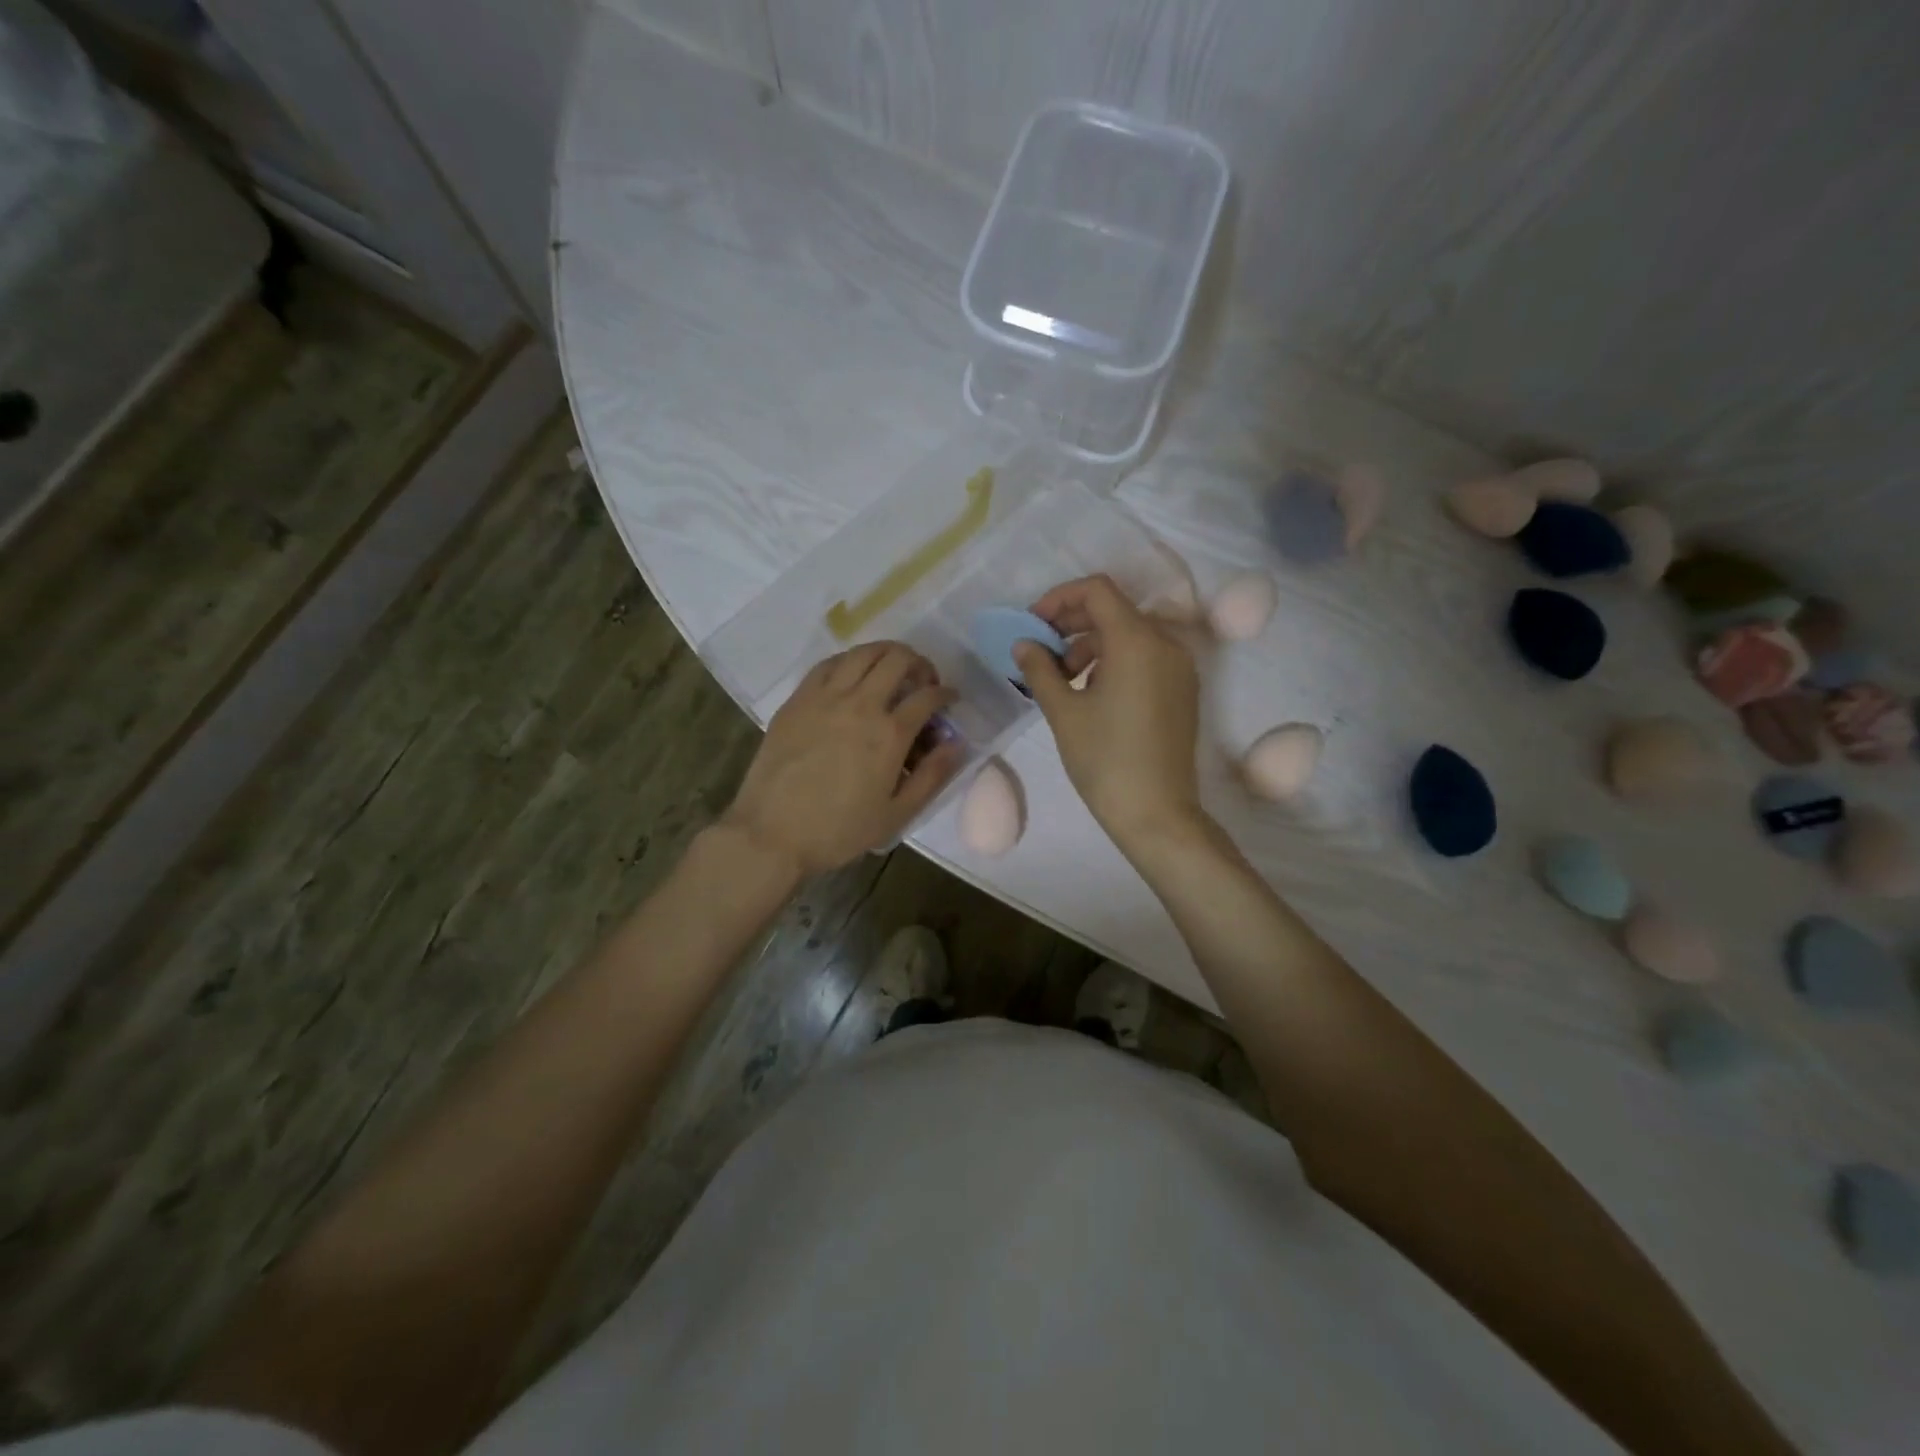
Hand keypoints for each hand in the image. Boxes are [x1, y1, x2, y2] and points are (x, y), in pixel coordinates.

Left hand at [722, 642, 961, 876]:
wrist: (772, 834)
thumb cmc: (839, 831)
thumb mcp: (896, 814)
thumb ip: (932, 776)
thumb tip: (958, 743)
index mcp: (889, 734)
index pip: (927, 696)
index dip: (946, 694)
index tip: (950, 699)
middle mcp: (860, 704)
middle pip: (897, 660)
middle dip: (919, 664)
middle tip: (922, 681)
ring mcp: (824, 697)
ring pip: (862, 653)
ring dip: (886, 654)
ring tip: (892, 668)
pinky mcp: (797, 700)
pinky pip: (828, 664)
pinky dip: (849, 661)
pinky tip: (852, 674)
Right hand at [1016, 574, 1203, 848]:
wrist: (1157, 813)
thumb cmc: (1105, 761)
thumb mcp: (1063, 712)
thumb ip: (1040, 669)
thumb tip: (1024, 644)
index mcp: (1137, 641)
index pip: (1097, 591)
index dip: (1059, 598)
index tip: (1033, 626)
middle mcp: (1166, 643)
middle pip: (1114, 609)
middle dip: (1072, 622)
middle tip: (1041, 651)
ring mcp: (1180, 666)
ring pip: (1130, 633)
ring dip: (1091, 643)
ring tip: (1063, 678)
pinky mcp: (1183, 688)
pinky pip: (1146, 655)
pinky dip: (1115, 660)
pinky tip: (1092, 690)